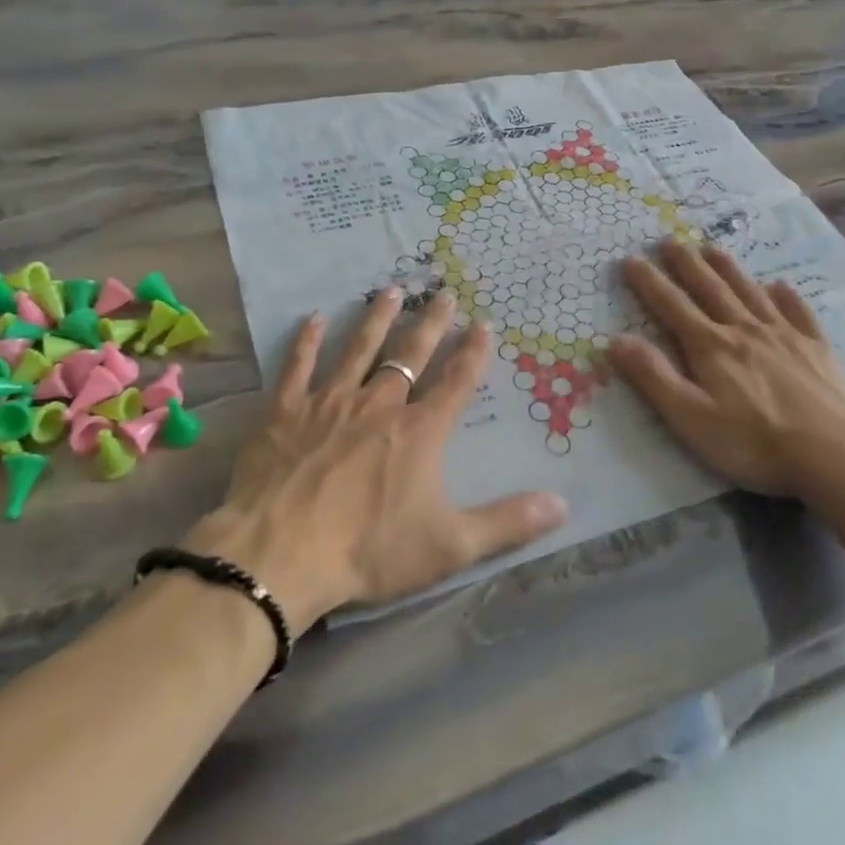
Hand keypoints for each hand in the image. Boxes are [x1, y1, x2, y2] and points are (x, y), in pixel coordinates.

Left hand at [186, 289, 567, 629]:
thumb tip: (564, 504)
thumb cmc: (368, 550)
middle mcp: (379, 405)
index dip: (473, 352)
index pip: (456, 382)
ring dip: (377, 319)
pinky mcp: (286, 412)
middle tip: (443, 292)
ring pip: (359, 349)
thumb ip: (508, 523)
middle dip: (430, 322)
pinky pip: (298, 367)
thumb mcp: (450, 546)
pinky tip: (314, 318)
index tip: (484, 322)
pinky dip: (307, 342)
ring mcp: (330, 403)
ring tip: (391, 290)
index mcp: (419, 432)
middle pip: (411, 354)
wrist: (280, 554)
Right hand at [606, 240, 844, 502]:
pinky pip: (798, 312)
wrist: (835, 455)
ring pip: (749, 292)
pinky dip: (786, 296)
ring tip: (712, 248)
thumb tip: (616, 340)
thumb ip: (653, 377)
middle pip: (710, 289)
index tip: (632, 259)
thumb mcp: (691, 418)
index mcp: (711, 346)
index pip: (672, 306)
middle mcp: (745, 330)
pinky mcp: (816, 349)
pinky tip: (780, 285)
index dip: (649, 282)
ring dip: (728, 269)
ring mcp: (785, 336)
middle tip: (670, 240)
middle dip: (687, 264)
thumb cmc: (754, 442)